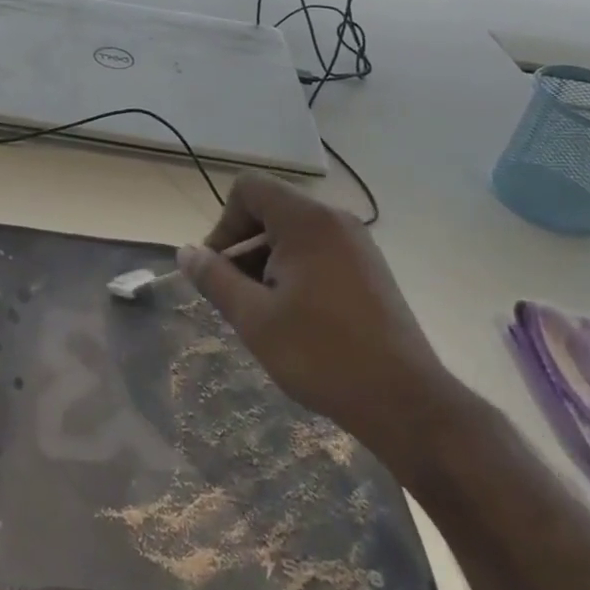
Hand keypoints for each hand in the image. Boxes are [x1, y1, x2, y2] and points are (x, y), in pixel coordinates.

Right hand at [176, 174, 470, 477]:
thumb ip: (214, 278)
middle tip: (239, 299)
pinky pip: (319, 252)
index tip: (221, 271)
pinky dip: (296, 272)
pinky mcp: (370, 269)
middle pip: (271, 210)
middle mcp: (335, 220)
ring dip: (268, 263)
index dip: (224, 224)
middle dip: (244, 249)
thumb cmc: (321, 354)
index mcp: (307, 221)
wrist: (404, 401)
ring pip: (294, 234)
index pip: (248, 189)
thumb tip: (185, 252)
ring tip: (267, 314)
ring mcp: (358, 244)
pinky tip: (297, 319)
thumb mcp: (254, 318)